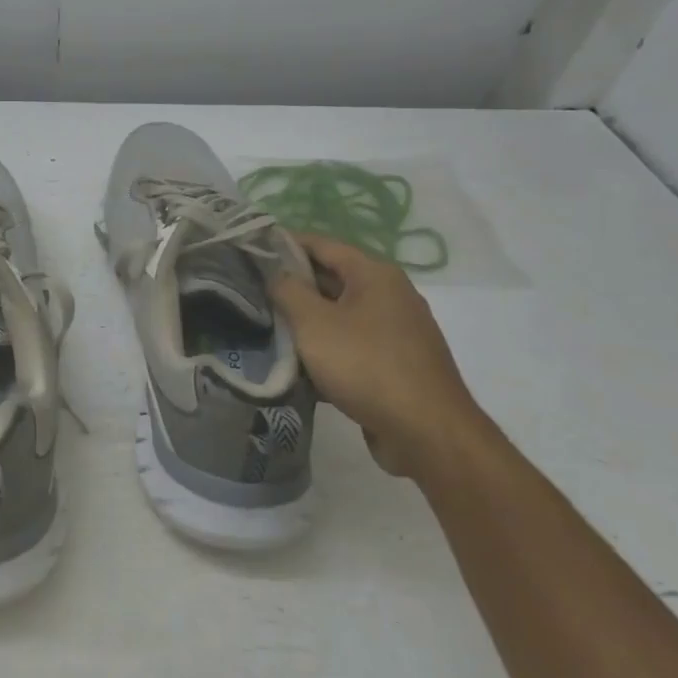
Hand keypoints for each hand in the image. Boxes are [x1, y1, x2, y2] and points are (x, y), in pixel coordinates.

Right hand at [271, 233, 487, 479]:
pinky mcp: (396, 364)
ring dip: (306, 322)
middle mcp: (390, 294)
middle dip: (292, 286)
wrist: (427, 434)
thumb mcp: (314, 323)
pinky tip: (298, 366)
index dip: (284, 244)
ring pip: (339, 315)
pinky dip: (326, 349)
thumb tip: (275, 274)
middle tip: (251, 292)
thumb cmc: (366, 366)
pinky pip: (352, 345)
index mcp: (374, 274)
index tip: (250, 251)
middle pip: (331, 278)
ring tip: (267, 328)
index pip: (321, 244)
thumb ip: (287, 290)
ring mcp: (396, 331)